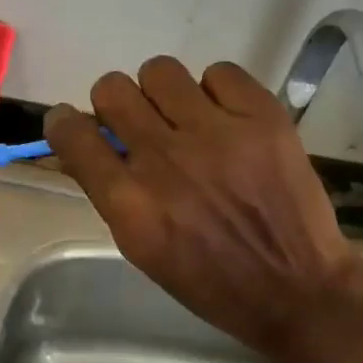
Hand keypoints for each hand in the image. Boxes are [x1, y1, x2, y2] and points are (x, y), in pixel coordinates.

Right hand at [44, 58, 360, 362]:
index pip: (72, 134)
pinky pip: (219, 72)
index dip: (64, 121)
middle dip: (115, 104)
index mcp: (130, 204)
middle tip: (139, 123)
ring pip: (159, 70)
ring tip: (184, 116)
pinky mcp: (263, 119)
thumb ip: (110, 190)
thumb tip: (87, 143)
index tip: (72, 123)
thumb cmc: (210, 280)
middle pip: (112, 89)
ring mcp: (217, 135)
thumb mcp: (140, 247)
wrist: (299, 291)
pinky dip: (216, 91)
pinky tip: (226, 118)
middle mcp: (166, 161)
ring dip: (162, 92)